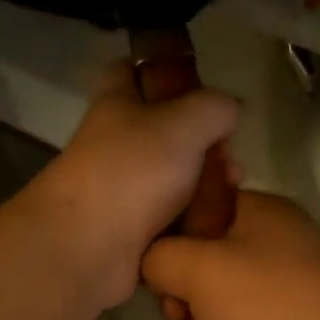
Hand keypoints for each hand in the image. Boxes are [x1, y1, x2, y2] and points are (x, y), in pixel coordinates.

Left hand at [20, 60, 239, 310]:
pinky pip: (173, 218)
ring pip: (175, 178)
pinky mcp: (132, 231)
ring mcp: (123, 190)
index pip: (133, 70)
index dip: (167, 71)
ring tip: (232, 192)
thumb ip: (216, 107)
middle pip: (167, 132)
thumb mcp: (185, 122)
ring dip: (207, 185)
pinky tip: (217, 222)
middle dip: (206, 143)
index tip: (202, 86)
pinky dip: (195, 220)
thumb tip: (230, 110)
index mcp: (117, 104)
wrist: (88, 249)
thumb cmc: (133, 171)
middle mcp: (117, 144)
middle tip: (230, 159)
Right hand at [140, 192, 319, 319]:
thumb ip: (160, 256)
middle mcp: (272, 252)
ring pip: (212, 315)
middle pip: (200, 271)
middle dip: (179, 305)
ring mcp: (279, 301)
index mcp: (260, 216)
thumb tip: (152, 263)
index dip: (170, 241)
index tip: (154, 270)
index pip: (200, 212)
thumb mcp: (199, 268)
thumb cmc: (269, 306)